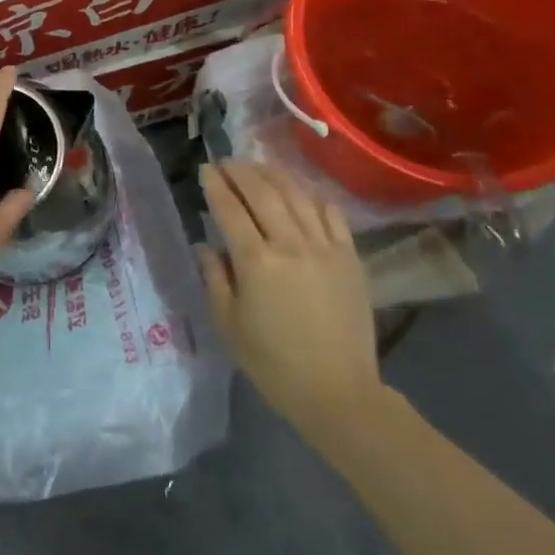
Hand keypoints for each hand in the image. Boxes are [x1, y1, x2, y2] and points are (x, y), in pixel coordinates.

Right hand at [196, 161, 383, 433]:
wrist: (338, 392)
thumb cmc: (274, 364)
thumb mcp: (229, 325)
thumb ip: (214, 279)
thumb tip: (204, 245)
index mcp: (256, 262)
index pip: (230, 209)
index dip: (215, 185)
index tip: (206, 170)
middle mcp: (289, 244)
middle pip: (263, 192)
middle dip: (241, 171)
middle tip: (227, 162)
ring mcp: (324, 247)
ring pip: (296, 194)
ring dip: (273, 174)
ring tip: (257, 166)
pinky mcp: (349, 256)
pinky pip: (330, 212)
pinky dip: (312, 194)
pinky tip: (300, 190)